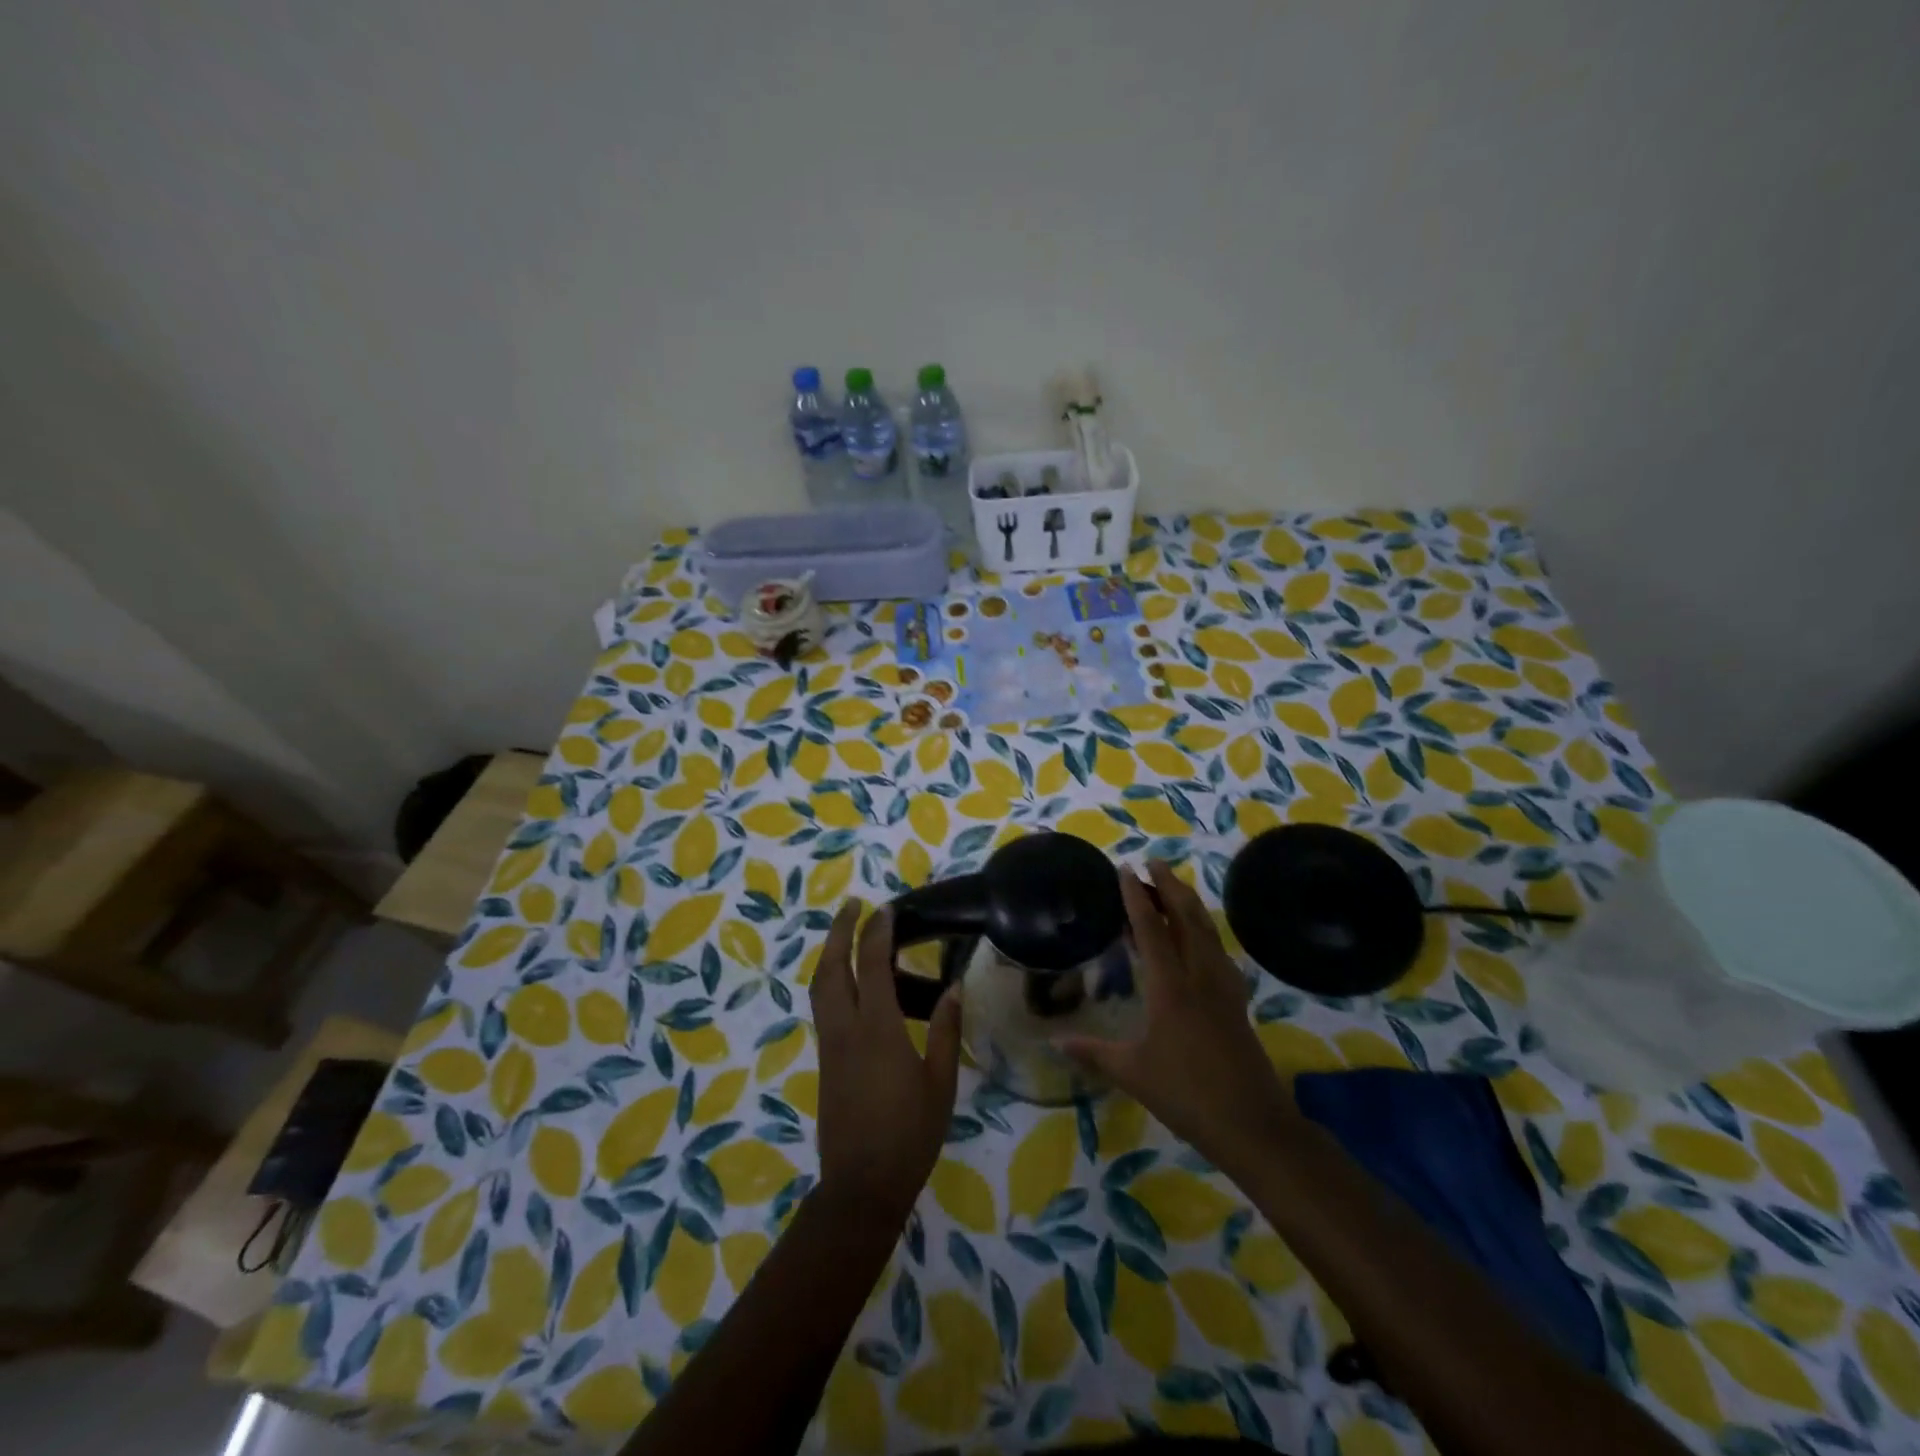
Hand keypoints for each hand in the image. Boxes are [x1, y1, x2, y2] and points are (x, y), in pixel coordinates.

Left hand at [809, 901, 963, 1219]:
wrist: (862, 1185)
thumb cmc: (910, 1134)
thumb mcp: (941, 1083)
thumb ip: (947, 1032)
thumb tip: (954, 988)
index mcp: (877, 1029)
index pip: (872, 965)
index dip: (877, 932)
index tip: (886, 908)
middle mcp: (846, 1028)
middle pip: (832, 967)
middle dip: (839, 931)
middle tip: (853, 906)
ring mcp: (830, 1044)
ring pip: (820, 986)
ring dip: (830, 953)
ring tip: (845, 934)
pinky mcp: (825, 1060)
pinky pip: (823, 1005)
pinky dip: (830, 979)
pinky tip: (846, 982)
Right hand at [1056, 862, 1293, 1172]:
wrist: (1253, 1124)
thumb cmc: (1187, 1094)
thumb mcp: (1132, 1073)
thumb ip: (1093, 1052)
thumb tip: (1055, 1041)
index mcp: (1171, 987)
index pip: (1151, 929)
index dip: (1136, 897)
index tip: (1126, 869)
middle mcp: (1199, 976)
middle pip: (1186, 918)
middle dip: (1169, 887)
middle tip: (1153, 863)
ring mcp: (1223, 987)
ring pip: (1207, 932)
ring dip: (1190, 904)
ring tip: (1175, 888)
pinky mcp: (1237, 1002)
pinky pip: (1219, 952)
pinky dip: (1206, 932)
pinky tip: (1203, 940)